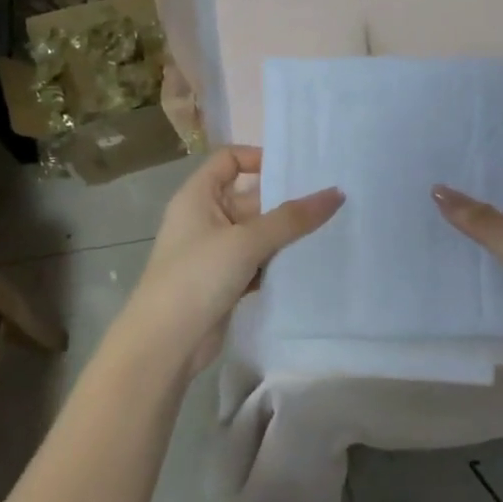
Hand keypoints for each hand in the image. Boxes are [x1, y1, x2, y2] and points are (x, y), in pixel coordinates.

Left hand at [125, 146, 342, 376]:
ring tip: (330, 228)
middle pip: (250, 197)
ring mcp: (215, 252)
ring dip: (286, 234)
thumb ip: (291, 218)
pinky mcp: (226, 281)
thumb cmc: (197, 277)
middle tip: (330, 199)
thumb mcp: (246, 241)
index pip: (229, 160)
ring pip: (258, 233)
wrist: (166, 343)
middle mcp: (205, 218)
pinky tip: (308, 263)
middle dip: (285, 201)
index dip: (259, 158)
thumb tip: (336, 193)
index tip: (297, 171)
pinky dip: (278, 262)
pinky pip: (258, 262)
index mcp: (198, 196)